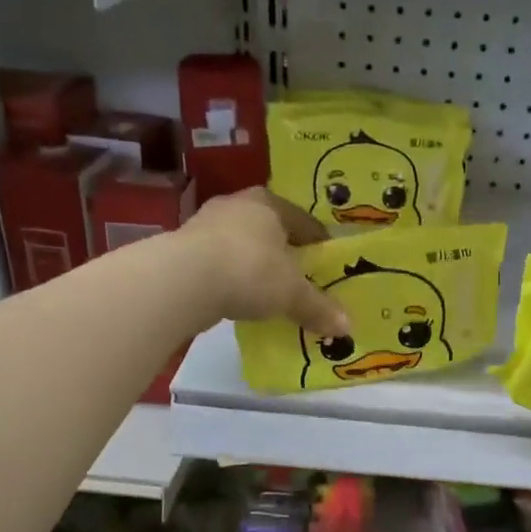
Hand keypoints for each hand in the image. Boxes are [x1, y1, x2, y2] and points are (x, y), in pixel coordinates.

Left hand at [179, 189, 349, 338]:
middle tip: (300, 277)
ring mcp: (206, 224)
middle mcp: (238, 205)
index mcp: (270, 203)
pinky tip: (237, 297)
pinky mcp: (184, 247)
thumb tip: (347, 328)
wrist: (183, 280)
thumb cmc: (250, 271)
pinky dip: (231, 276)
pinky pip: (219, 261)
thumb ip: (318, 308)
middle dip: (285, 252)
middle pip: (271, 229)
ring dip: (255, 264)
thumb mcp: (292, 294)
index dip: (319, 243)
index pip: (304, 221)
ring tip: (268, 290)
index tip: (328, 263)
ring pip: (242, 244)